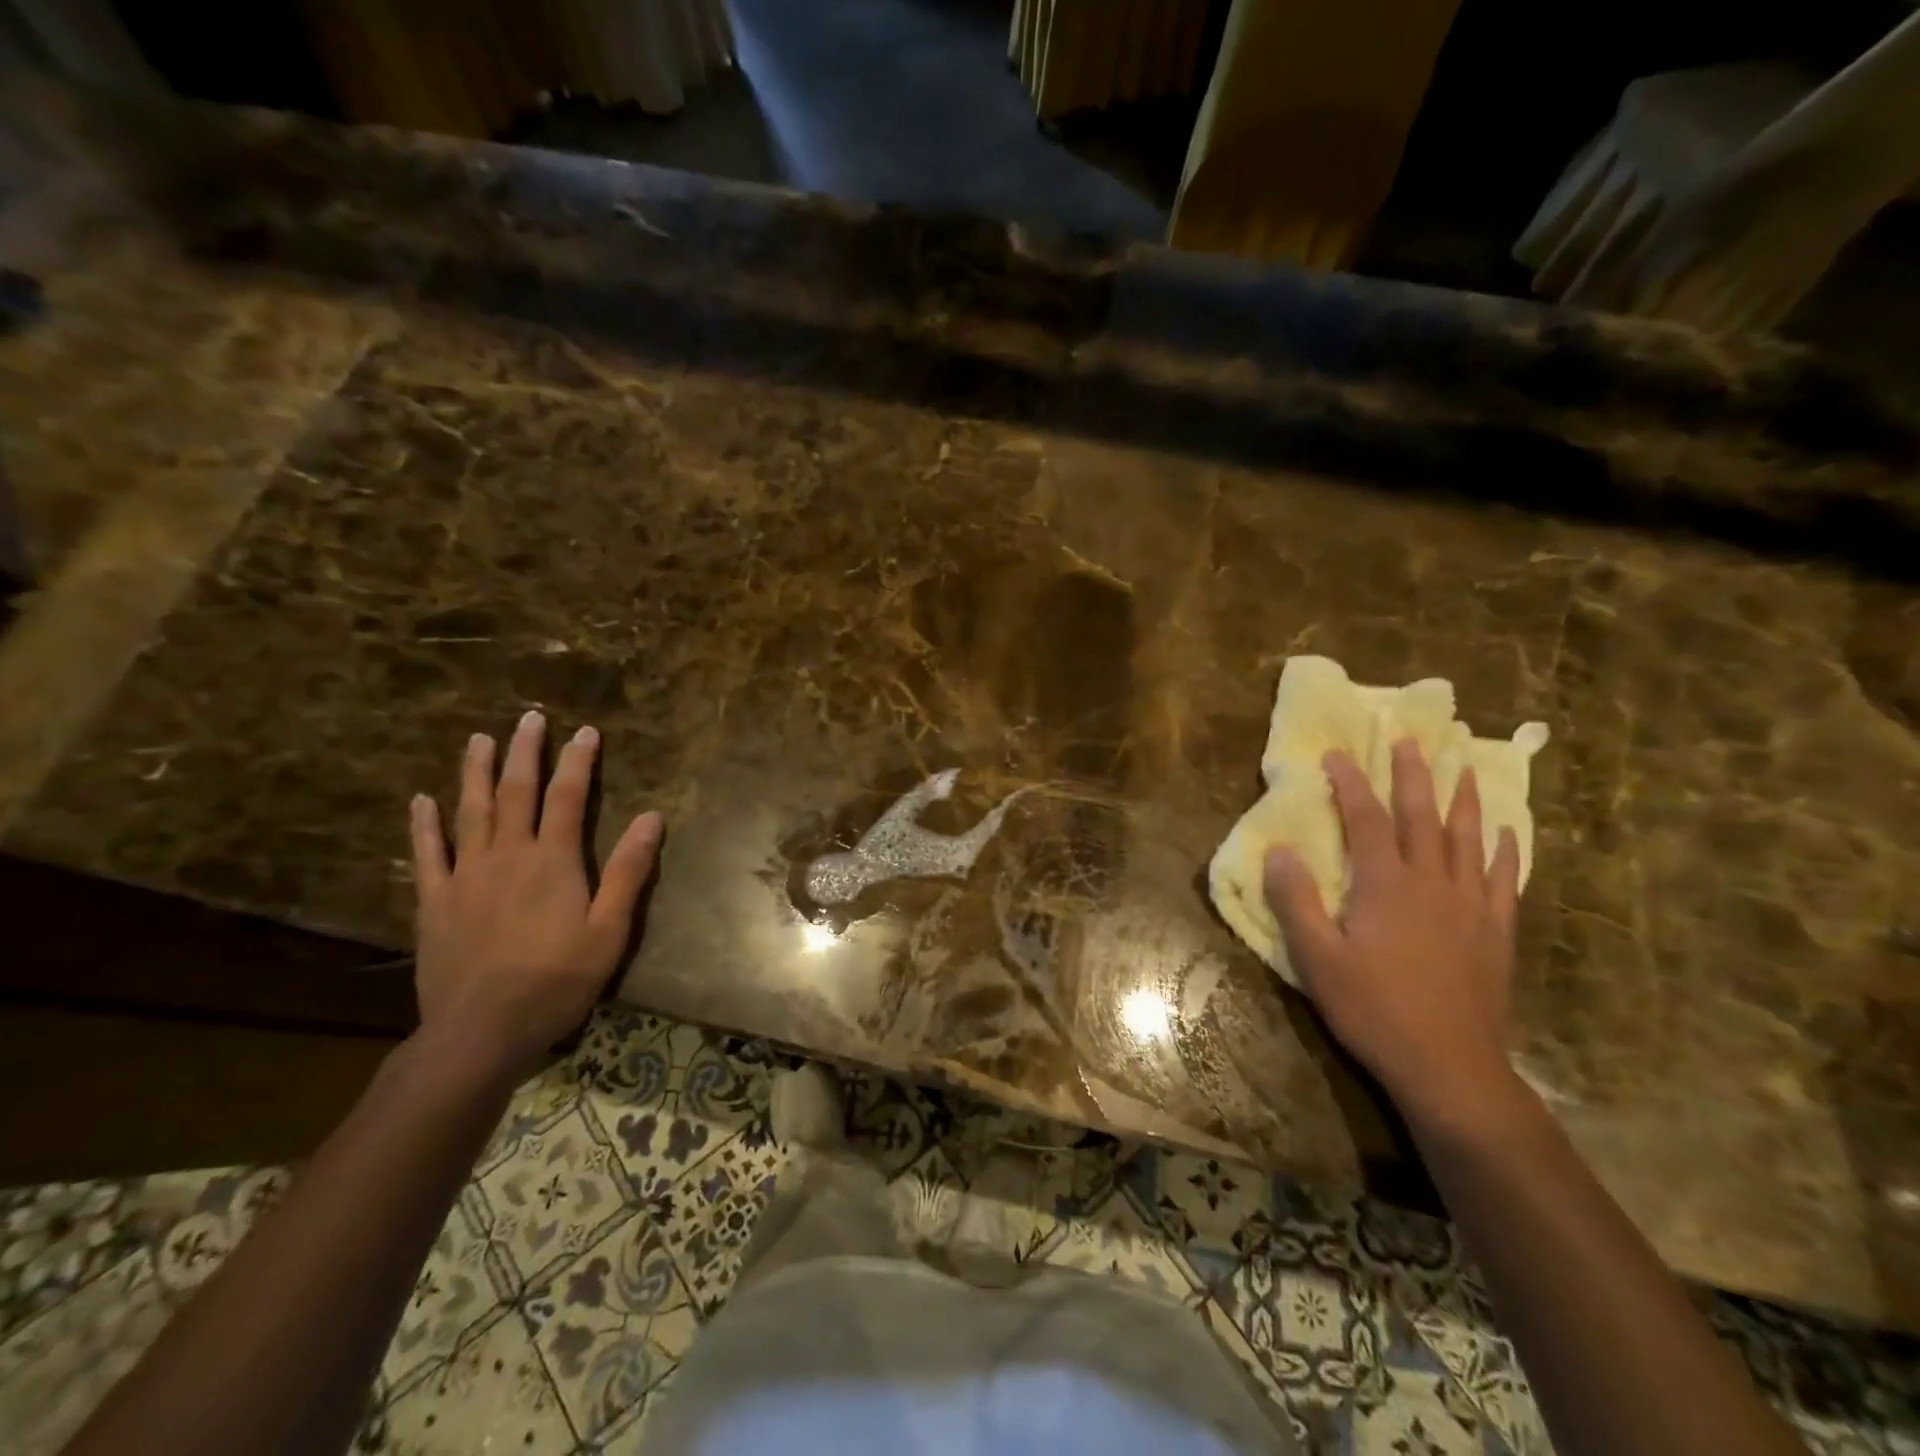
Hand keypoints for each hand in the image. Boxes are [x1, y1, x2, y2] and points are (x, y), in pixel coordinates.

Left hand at [409, 710, 663, 1078]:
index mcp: (553, 861)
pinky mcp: (435, 901)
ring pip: (471, 812)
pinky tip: (422, 800)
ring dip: (477, 772)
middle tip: (530, 718)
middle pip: (517, 793)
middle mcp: (507, 856)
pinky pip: (426, 854)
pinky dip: (424, 825)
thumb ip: (628, 871)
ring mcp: (465, 876)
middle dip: (526, 753)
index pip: (567, 798)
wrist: (481, 1031)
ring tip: (479, 739)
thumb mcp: (610, 930)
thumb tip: (652, 817)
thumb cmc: (557, 980)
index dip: (578, 762)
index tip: (586, 731)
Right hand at [1263, 740, 1521, 1125]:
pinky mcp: (1496, 932)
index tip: (1338, 754)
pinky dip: (1503, 850)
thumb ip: (1295, 901)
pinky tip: (1505, 832)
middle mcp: (1431, 882)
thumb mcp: (1317, 959)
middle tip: (1411, 739)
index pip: (1366, 819)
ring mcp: (1470, 906)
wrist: (1450, 1068)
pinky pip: (1502, 878)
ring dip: (1463, 799)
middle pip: (1422, 816)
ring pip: (1467, 838)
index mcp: (1386, 885)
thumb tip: (1279, 849)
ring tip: (1463, 766)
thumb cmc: (1373, 1010)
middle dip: (1413, 775)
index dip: (1351, 783)